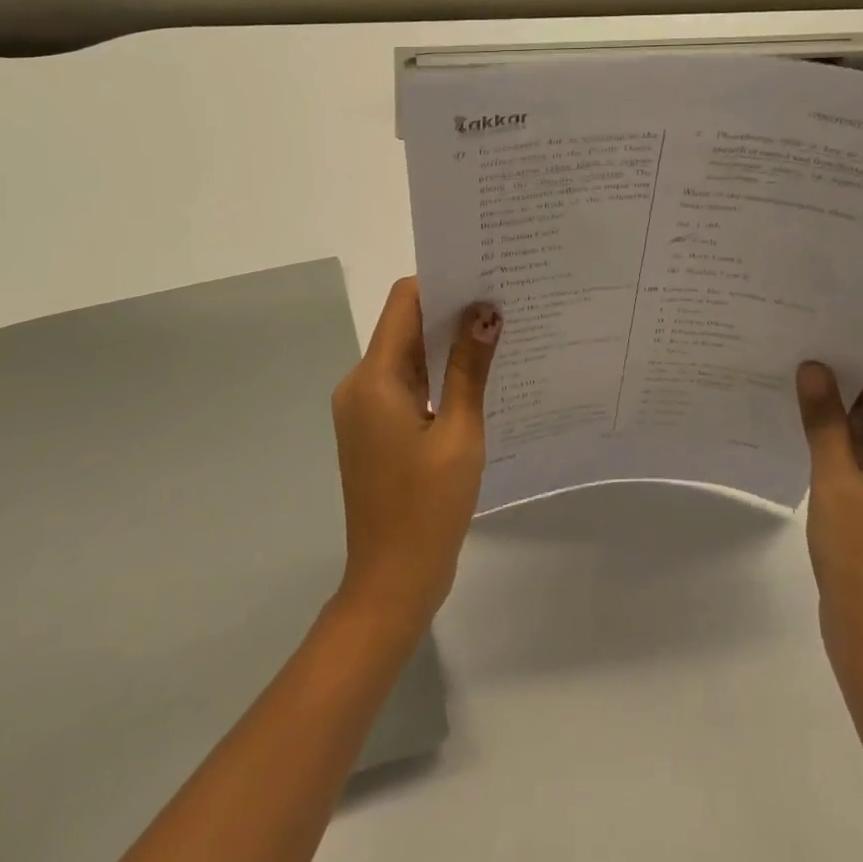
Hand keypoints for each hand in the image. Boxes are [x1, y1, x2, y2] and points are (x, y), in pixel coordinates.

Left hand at [330, 278, 498, 629]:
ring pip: (406, 356)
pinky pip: (405, 384)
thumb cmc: (428, 508)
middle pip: (404, 326)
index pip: (404, 302)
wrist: (391, 583)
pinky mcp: (373, 429)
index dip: (441, 283)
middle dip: (450, 311)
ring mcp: (363, 408)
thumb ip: (471, 368)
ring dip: (445, 344)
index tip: (484, 278)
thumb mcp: (460, 434)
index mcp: (375, 379)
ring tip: (497, 334)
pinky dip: (436, 374)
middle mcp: (360, 384)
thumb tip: (486, 313)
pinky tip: (475, 377)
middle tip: (502, 302)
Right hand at [796, 346, 862, 684]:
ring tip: (786, 374)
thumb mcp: (835, 480)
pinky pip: (862, 444)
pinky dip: (834, 429)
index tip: (816, 332)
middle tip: (791, 346)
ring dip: (835, 399)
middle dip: (842, 368)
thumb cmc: (862, 556)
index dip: (861, 347)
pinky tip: (795, 417)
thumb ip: (824, 419)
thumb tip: (811, 365)